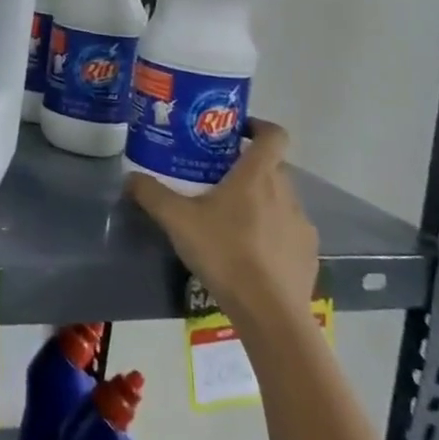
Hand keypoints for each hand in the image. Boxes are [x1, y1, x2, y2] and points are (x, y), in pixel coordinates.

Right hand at [125, 118, 317, 326]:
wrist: (270, 313)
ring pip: (281, 199)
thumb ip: (151, 194)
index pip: (274, 134)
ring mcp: (302, 225)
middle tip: (216, 178)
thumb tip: (130, 178)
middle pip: (272, 167)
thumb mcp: (176, 220)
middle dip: (247, 168)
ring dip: (260, 201)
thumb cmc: (224, 253)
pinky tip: (249, 252)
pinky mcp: (308, 255)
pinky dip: (271, 232)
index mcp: (258, 176)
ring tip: (230, 219)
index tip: (235, 132)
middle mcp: (286, 193)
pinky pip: (288, 231)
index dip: (257, 126)